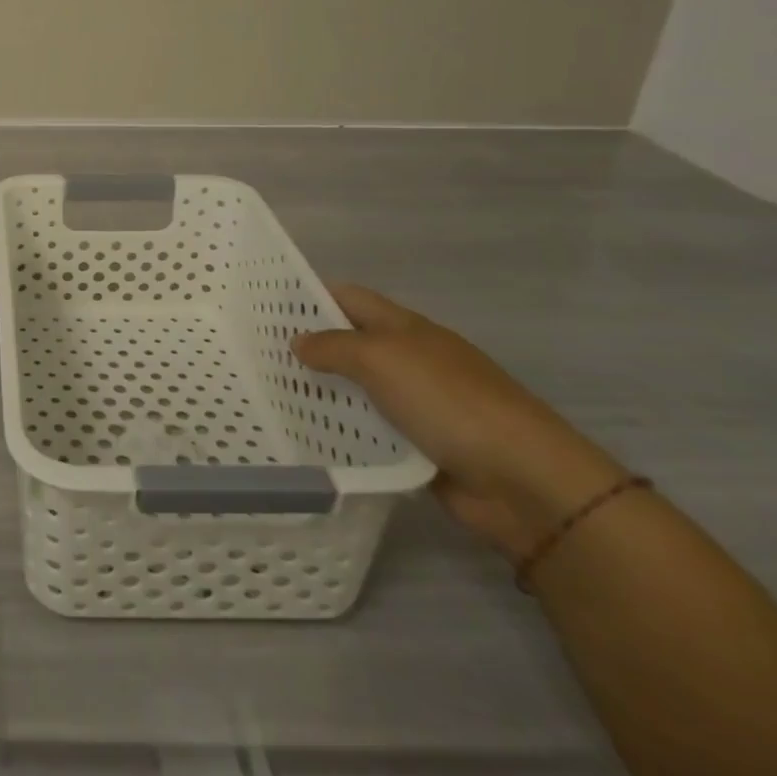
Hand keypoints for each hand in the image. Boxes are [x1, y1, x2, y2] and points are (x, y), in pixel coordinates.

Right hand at [293, 285, 625, 559]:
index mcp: (405, 328)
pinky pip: (369, 432)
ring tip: (269, 397)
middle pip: (349, 344)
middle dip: (307, 348)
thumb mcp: (382, 359)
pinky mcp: (418, 447)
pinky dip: (343, 433)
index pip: (349, 298)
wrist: (521, 479)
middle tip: (255, 356)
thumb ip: (334, 347)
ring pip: (355, 391)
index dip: (310, 296)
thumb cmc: (448, 401)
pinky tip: (307, 438)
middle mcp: (408, 360)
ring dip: (321, 394)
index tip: (264, 306)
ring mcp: (415, 405)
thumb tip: (298, 341)